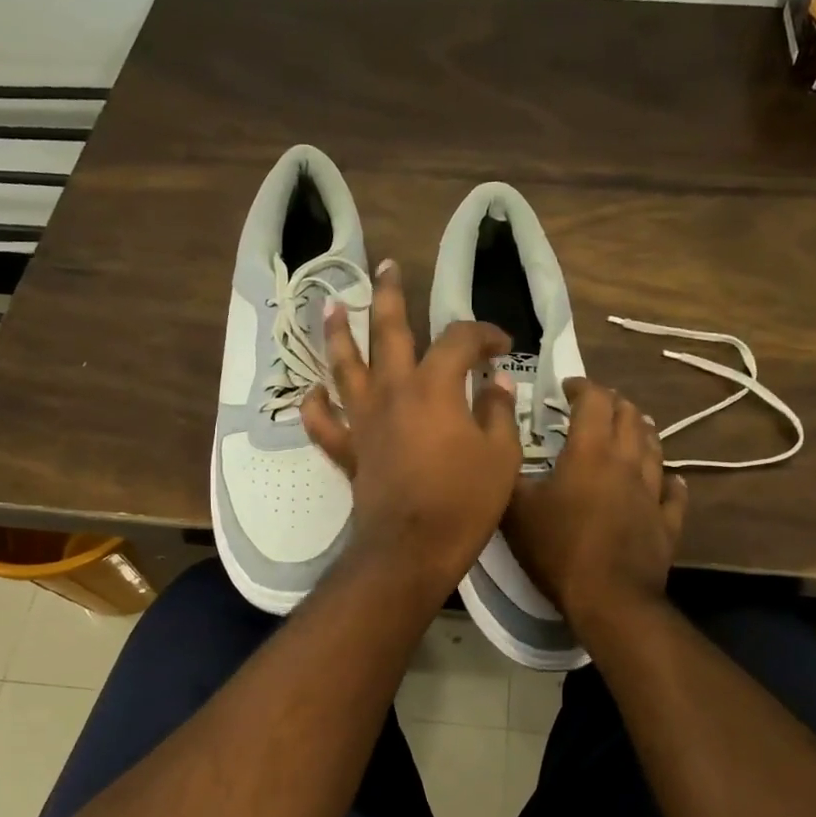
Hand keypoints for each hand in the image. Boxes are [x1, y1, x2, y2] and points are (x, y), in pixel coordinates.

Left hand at [302, 260, 520, 594]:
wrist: (413, 548)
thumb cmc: (465, 501)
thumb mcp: (501, 455)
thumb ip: (499, 412)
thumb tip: (497, 383)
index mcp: (435, 386)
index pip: (459, 341)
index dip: (483, 334)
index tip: (501, 346)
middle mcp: (393, 391)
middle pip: (388, 331)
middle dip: (390, 296)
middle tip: (385, 268)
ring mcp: (364, 419)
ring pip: (344, 365)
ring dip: (339, 332)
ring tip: (332, 304)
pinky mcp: (348, 449)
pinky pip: (323, 422)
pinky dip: (316, 405)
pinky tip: (313, 390)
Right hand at [504, 377, 688, 626]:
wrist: (608, 599)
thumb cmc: (558, 549)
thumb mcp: (515, 509)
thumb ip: (508, 469)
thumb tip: (500, 439)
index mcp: (591, 452)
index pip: (595, 401)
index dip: (582, 386)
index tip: (567, 387)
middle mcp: (627, 462)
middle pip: (630, 417)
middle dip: (614, 403)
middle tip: (597, 406)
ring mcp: (652, 492)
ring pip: (655, 447)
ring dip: (642, 431)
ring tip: (632, 428)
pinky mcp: (667, 522)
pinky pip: (674, 492)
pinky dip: (669, 480)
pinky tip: (668, 480)